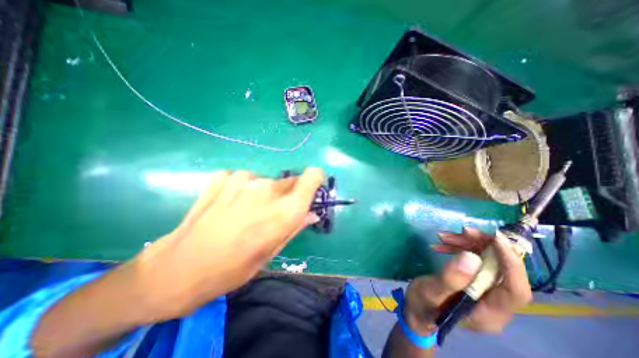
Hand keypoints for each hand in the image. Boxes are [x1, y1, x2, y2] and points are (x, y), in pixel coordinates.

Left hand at [131, 169, 324, 319]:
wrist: (177, 269)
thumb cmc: (233, 268)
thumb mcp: (272, 252)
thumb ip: (296, 226)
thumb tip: (311, 212)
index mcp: (284, 210)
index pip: (312, 176)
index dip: (314, 180)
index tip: (309, 190)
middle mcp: (267, 188)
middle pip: (290, 181)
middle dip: (287, 194)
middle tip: (270, 213)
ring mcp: (242, 179)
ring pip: (266, 181)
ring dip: (263, 193)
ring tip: (244, 212)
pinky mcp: (223, 176)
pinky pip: (244, 179)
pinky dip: (241, 189)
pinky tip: (227, 205)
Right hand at [401, 230, 531, 334]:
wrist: (416, 309)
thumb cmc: (422, 305)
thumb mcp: (431, 292)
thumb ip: (450, 279)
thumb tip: (473, 257)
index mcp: (489, 313)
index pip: (515, 290)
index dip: (511, 263)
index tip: (496, 238)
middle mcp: (494, 303)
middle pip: (501, 270)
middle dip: (482, 246)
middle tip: (462, 230)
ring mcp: (484, 291)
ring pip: (486, 261)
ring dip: (467, 244)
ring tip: (443, 236)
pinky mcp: (473, 281)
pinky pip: (473, 260)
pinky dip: (458, 248)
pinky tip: (442, 243)